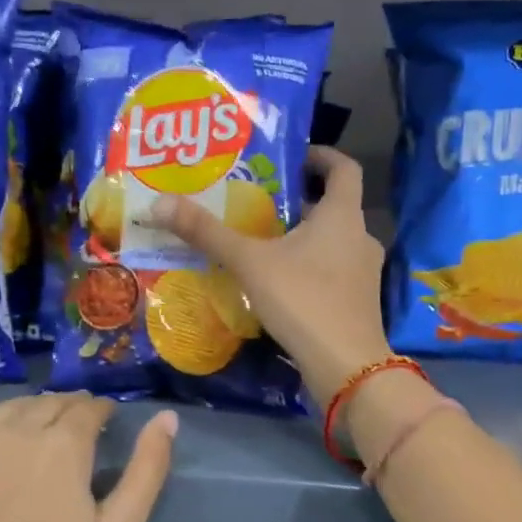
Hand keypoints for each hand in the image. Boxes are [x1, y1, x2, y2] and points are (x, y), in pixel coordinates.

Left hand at [0, 394, 176, 521]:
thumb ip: (147, 471)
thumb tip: (166, 418)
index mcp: (63, 446)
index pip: (89, 409)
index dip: (104, 411)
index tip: (110, 422)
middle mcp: (16, 433)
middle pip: (50, 404)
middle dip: (71, 409)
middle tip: (82, 428)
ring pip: (9, 408)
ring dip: (33, 410)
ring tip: (43, 428)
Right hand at [153, 146, 391, 405]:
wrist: (346, 366)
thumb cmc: (303, 300)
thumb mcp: (250, 263)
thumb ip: (207, 233)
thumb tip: (158, 203)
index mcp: (343, 215)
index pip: (343, 168)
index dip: (321, 155)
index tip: (291, 156)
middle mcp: (360, 237)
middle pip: (332, 206)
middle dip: (297, 200)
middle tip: (257, 200)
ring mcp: (363, 272)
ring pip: (331, 241)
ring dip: (301, 236)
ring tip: (260, 240)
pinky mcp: (358, 301)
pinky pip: (332, 270)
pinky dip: (308, 266)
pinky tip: (277, 281)